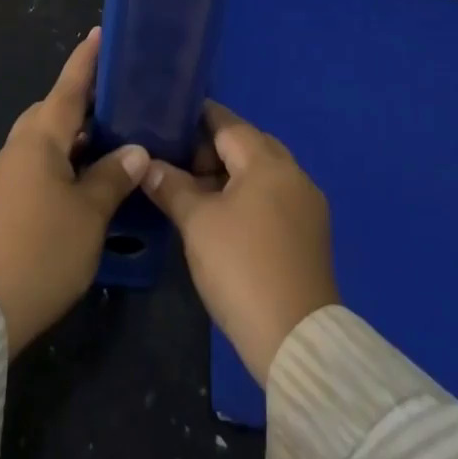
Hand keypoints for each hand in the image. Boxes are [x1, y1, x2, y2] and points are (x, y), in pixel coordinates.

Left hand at [0, 28, 149, 352]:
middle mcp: (18, 148)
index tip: (99, 34)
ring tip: (113, 140)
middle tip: (119, 100)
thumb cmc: (41, 250)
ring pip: (46, 141)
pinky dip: (64, 162)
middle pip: (54, 112)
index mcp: (39, 139)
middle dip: (84, 102)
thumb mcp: (89, 214)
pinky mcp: (2, 202)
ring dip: (75, 137)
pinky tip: (86, 181)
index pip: (68, 88)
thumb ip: (113, 176)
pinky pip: (38, 165)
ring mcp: (6, 175)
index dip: (86, 61)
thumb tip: (135, 151)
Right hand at [143, 102, 339, 385]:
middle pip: (248, 144)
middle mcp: (294, 174)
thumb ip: (170, 186)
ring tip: (195, 189)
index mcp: (268, 162)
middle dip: (213, 147)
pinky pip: (275, 196)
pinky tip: (225, 215)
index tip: (168, 119)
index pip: (228, 123)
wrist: (296, 340)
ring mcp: (307, 204)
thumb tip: (146, 164)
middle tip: (177, 160)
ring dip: (231, 173)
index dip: (197, 118)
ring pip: (262, 172)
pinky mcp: (311, 233)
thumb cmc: (241, 268)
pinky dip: (249, 194)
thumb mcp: (197, 223)